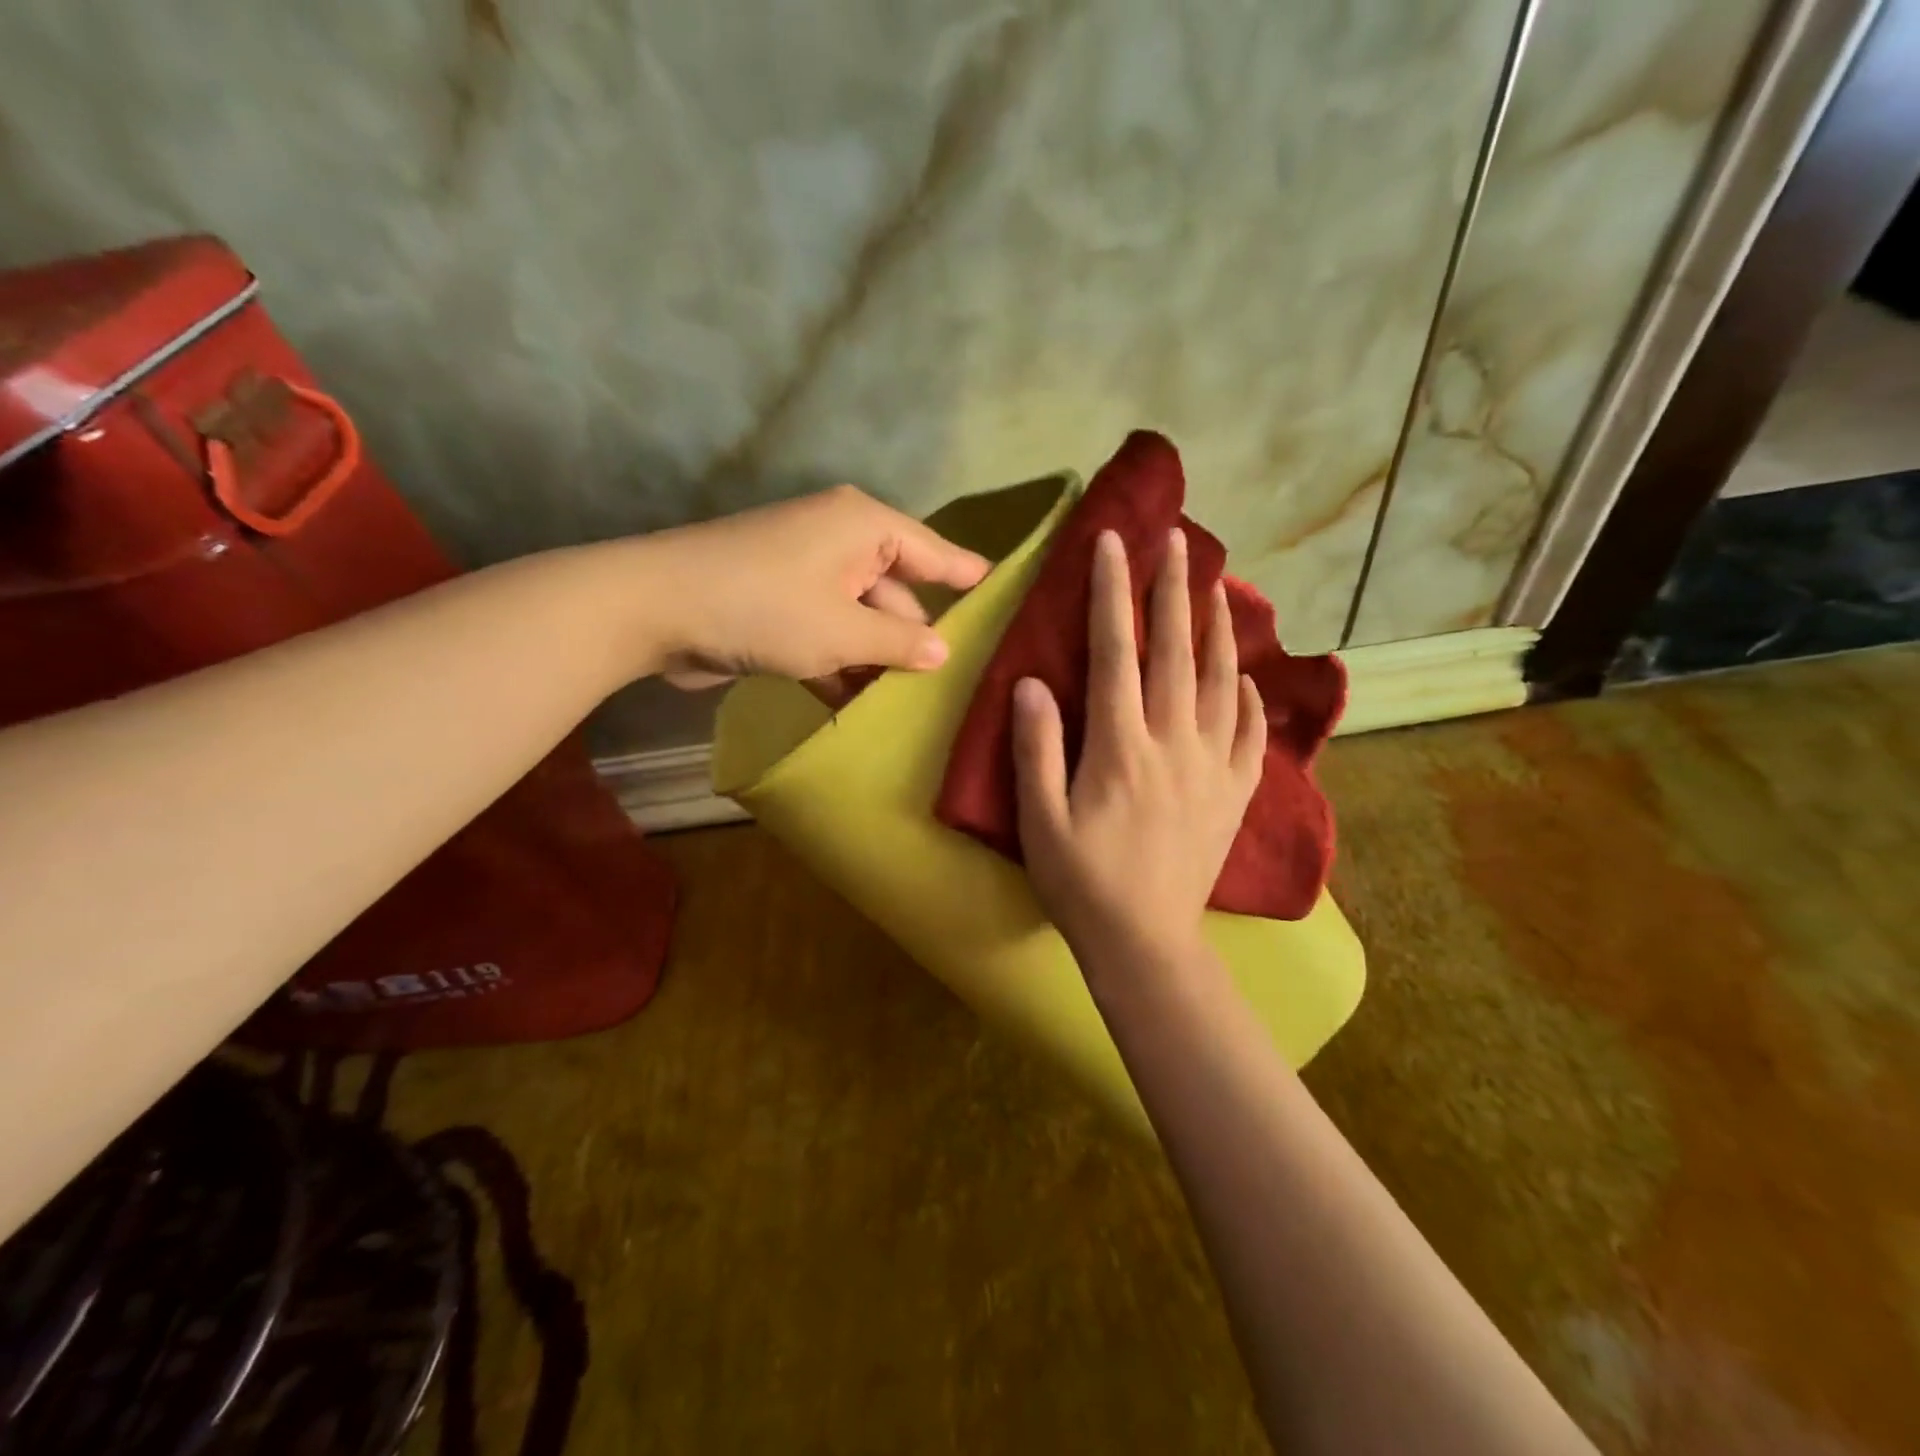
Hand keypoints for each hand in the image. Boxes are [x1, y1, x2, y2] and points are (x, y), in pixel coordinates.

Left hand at [643, 485, 988, 694]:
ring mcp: (806, 574)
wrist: (655, 609)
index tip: (1004, 592)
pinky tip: (857, 707)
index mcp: (863, 527)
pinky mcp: (779, 605)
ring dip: (876, 660)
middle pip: (896, 591)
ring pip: (860, 619)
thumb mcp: (842, 631)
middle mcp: (839, 542)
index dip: (968, 576)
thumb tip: (944, 652)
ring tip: (913, 706)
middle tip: (956, 681)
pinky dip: (839, 665)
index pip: (933, 552)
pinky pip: (827, 634)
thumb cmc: (764, 608)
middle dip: (916, 637)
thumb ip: (899, 641)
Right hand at [1012, 528, 1266, 968]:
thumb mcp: (1039, 822)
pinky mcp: (1234, 792)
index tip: (1113, 543)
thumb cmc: (1081, 883)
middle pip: (1173, 651)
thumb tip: (1031, 683)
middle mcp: (1172, 743)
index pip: (1115, 651)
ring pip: (1218, 680)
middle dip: (1171, 589)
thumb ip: (1036, 748)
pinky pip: (1247, 730)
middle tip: (1175, 540)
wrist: (1146, 943)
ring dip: (1216, 627)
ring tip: (1215, 585)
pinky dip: (1245, 693)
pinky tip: (1241, 673)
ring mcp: (1211, 766)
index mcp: (1119, 747)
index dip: (1112, 592)